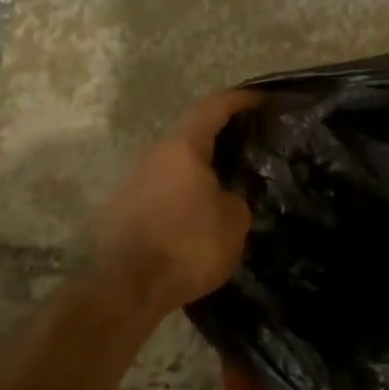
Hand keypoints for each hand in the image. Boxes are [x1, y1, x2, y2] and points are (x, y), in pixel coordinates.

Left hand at [94, 89, 258, 314]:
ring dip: (202, 166)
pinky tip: (202, 211)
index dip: (241, 99)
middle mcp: (154, 156)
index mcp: (182, 147)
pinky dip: (187, 191)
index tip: (264, 100)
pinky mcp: (125, 210)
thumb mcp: (234, 219)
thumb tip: (226, 197)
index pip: (214, 106)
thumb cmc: (188, 245)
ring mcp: (134, 183)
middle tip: (252, 144)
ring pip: (176, 163)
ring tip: (230, 180)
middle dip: (222, 135)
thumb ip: (236, 197)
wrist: (127, 289)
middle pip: (192, 133)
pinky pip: (165, 189)